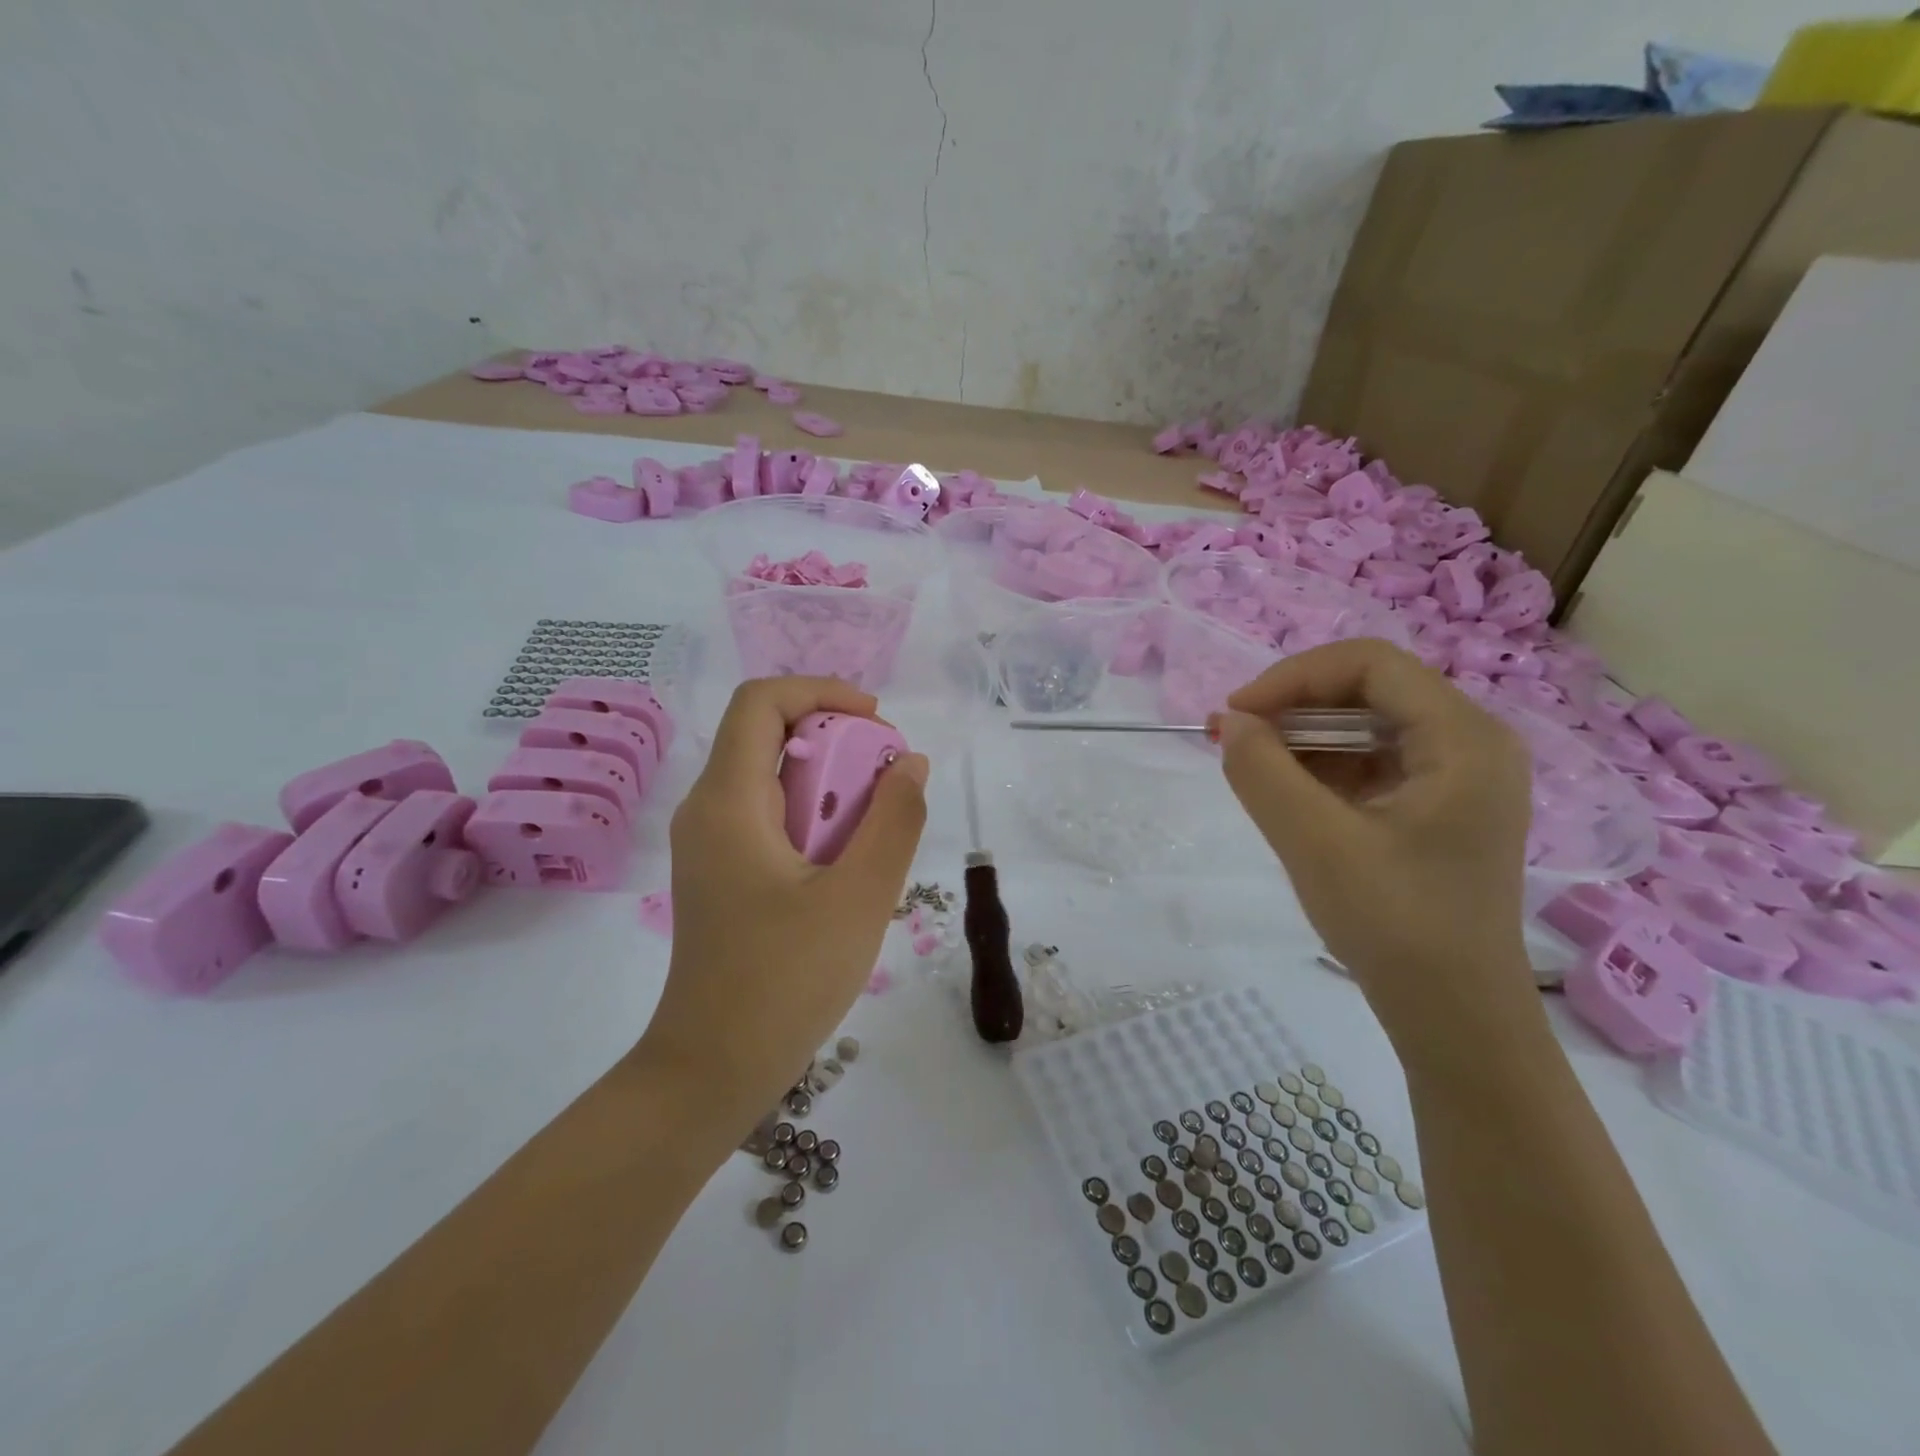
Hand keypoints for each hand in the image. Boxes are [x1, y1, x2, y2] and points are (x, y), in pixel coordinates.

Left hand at [641, 677, 928, 1133]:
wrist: (712, 1070)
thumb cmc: (785, 982)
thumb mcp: (859, 898)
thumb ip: (894, 821)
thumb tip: (909, 764)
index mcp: (728, 801)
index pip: (761, 701)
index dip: (821, 692)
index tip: (877, 724)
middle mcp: (707, 809)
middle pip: (769, 736)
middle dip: (836, 743)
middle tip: (887, 785)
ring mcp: (709, 844)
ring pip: (772, 777)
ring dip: (829, 785)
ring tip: (873, 830)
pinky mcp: (720, 873)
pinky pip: (768, 816)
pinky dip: (813, 817)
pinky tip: (845, 865)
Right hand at [1213, 640, 1540, 1065]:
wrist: (1453, 1015)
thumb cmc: (1394, 925)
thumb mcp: (1314, 843)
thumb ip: (1263, 772)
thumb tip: (1230, 723)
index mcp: (1463, 739)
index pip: (1370, 665)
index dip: (1293, 678)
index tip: (1236, 715)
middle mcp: (1471, 744)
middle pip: (1369, 690)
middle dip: (1294, 707)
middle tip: (1233, 739)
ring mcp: (1458, 777)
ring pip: (1365, 725)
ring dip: (1303, 738)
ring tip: (1251, 769)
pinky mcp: (1437, 806)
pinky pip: (1371, 762)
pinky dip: (1322, 768)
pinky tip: (1286, 794)